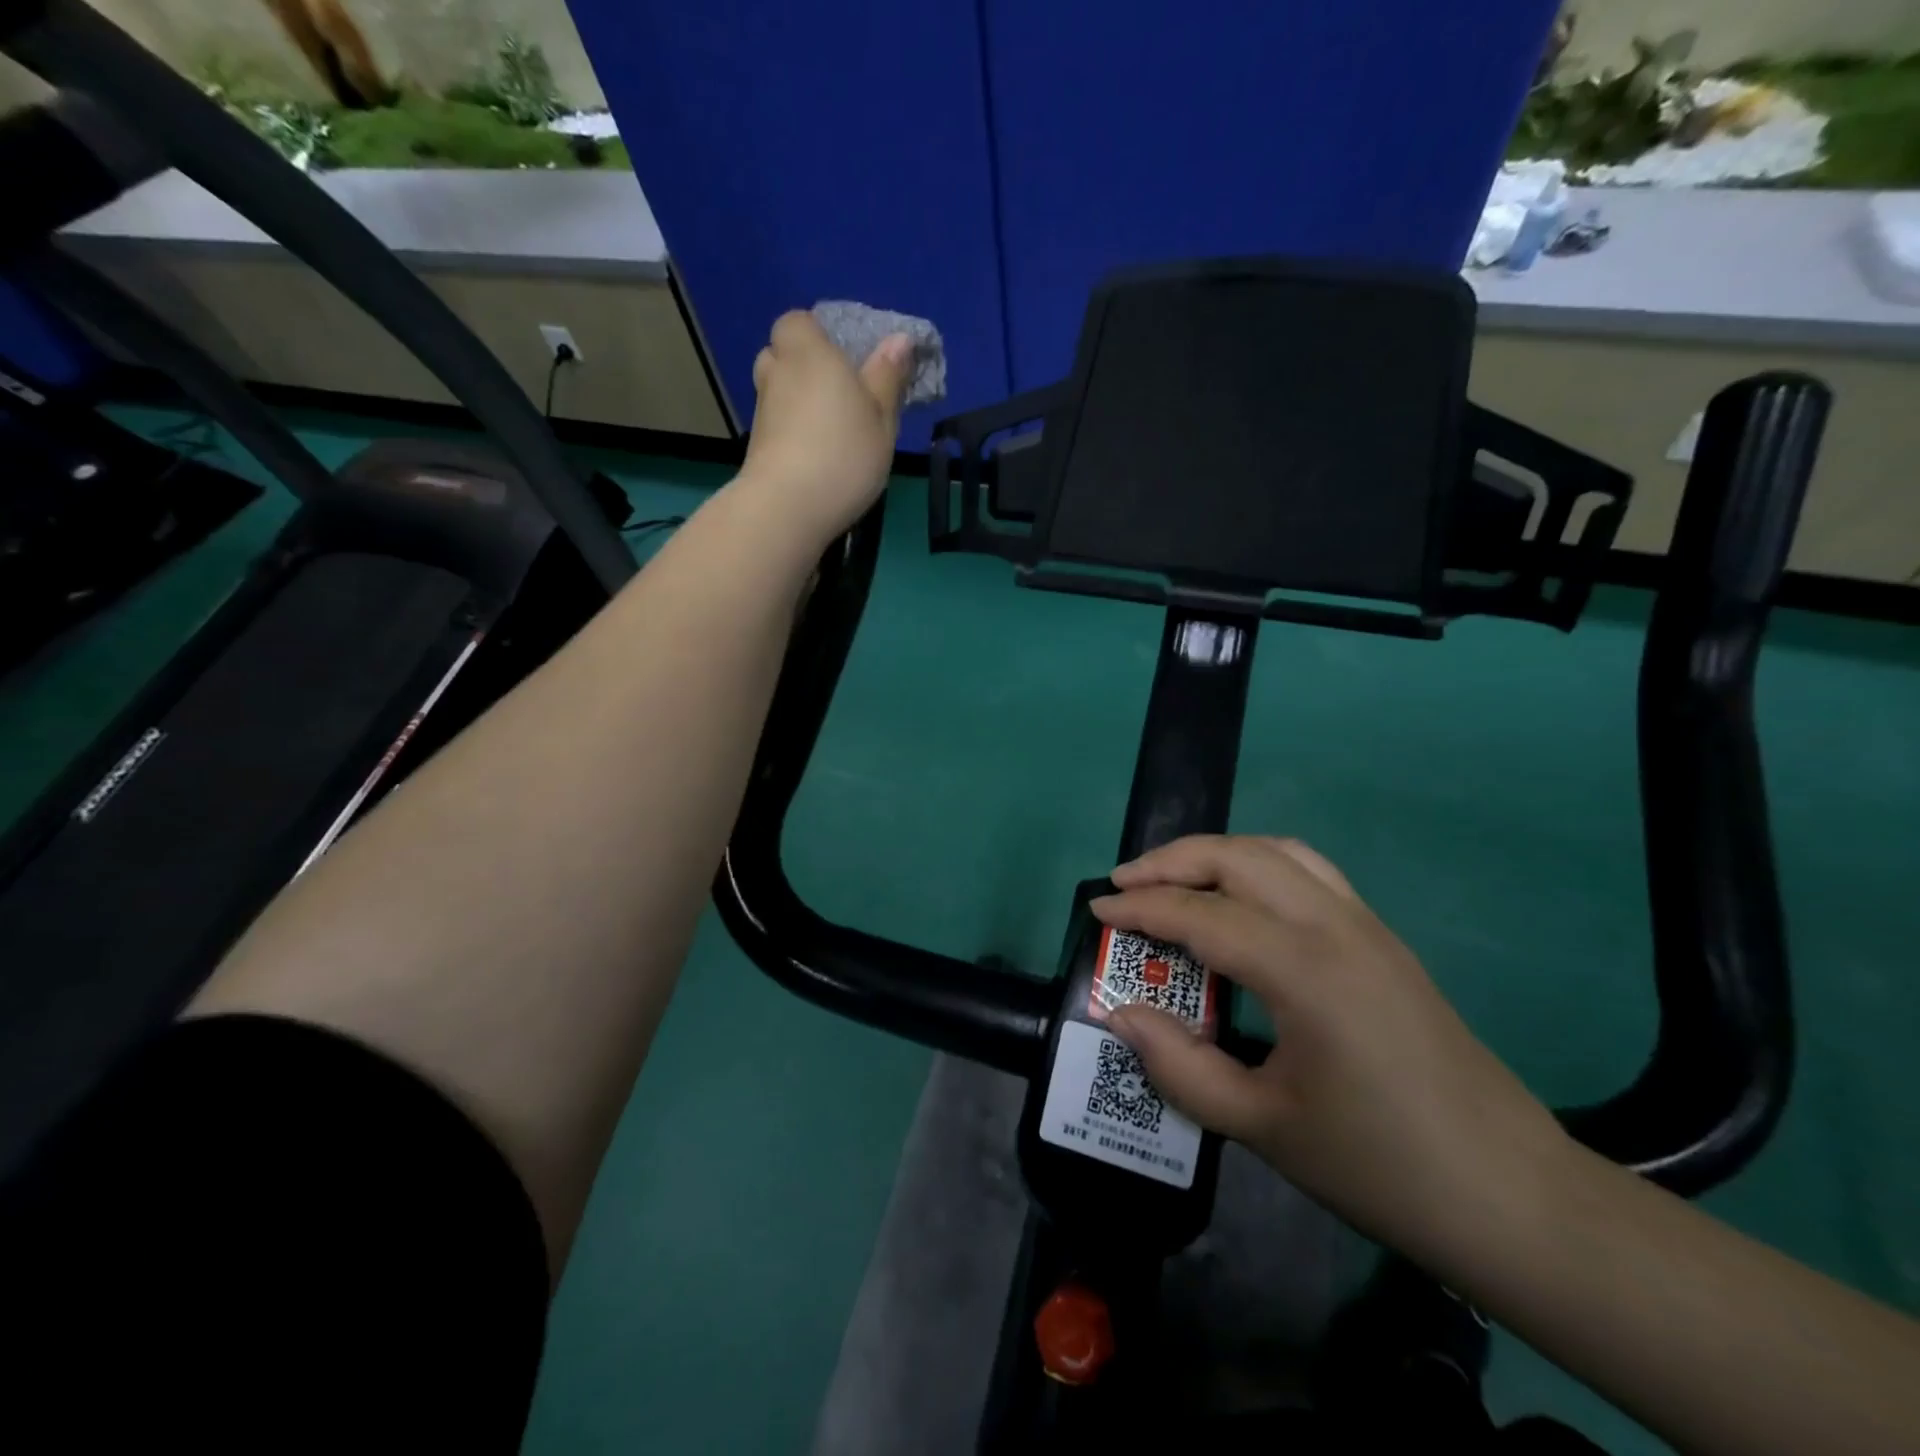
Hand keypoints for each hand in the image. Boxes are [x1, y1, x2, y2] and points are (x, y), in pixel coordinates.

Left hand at [738, 311, 912, 542]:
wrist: (788, 507)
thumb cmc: (844, 453)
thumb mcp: (881, 416)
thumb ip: (887, 376)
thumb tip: (899, 340)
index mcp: (809, 353)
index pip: (798, 321)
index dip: (817, 336)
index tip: (843, 361)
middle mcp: (777, 373)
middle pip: (782, 356)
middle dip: (804, 369)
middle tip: (838, 397)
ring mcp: (761, 412)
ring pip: (778, 393)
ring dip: (798, 405)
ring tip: (831, 434)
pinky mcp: (756, 446)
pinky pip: (776, 426)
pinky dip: (791, 435)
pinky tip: (816, 460)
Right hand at [1094, 835, 1570, 1262]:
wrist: (1513, 1197)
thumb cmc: (1382, 1167)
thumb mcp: (1264, 1127)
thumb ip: (1180, 1066)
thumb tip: (1121, 1015)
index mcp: (1305, 970)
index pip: (1202, 915)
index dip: (1141, 910)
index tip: (1096, 912)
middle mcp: (1335, 926)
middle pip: (1239, 857)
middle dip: (1172, 861)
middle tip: (1124, 886)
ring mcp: (1366, 926)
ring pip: (1278, 852)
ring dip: (1217, 854)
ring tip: (1174, 881)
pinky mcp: (1382, 939)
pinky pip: (1308, 872)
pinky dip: (1258, 866)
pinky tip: (1239, 903)